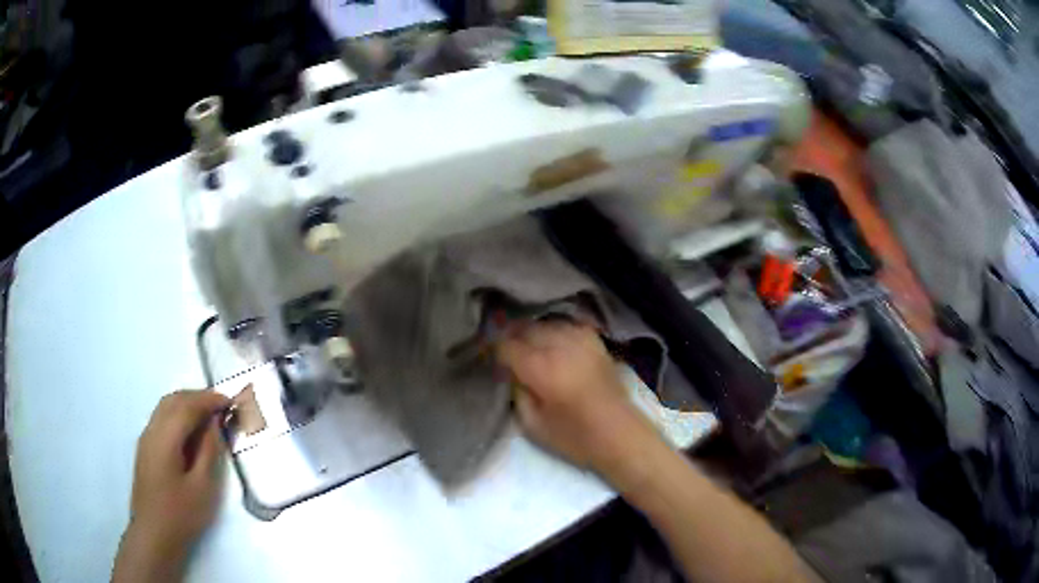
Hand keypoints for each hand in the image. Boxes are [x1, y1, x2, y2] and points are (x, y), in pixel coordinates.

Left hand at [113, 390, 229, 582]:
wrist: (154, 534)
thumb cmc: (181, 514)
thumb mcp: (203, 487)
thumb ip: (209, 451)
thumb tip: (215, 423)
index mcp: (165, 438)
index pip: (187, 406)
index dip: (209, 399)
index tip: (230, 401)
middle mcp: (152, 430)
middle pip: (173, 400)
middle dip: (197, 397)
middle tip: (221, 405)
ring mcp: (146, 439)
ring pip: (165, 407)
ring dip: (187, 403)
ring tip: (209, 415)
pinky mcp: (146, 449)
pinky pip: (162, 419)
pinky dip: (178, 414)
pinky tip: (191, 430)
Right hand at [496, 320, 662, 487]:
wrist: (620, 433)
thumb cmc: (574, 437)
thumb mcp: (533, 425)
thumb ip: (517, 393)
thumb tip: (511, 373)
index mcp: (541, 368)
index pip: (506, 345)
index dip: (494, 351)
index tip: (492, 361)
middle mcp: (559, 346)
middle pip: (524, 329)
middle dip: (511, 339)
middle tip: (507, 354)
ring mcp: (579, 339)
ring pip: (545, 323)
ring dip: (532, 333)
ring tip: (528, 348)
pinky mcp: (594, 340)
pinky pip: (566, 324)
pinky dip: (554, 331)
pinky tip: (552, 343)